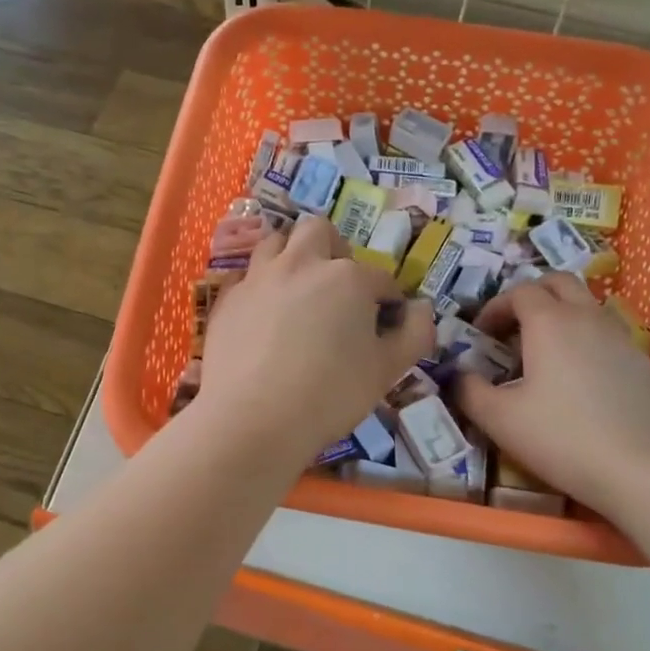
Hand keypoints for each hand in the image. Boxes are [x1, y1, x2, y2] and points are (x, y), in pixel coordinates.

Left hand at [190, 217, 434, 467]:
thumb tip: (421, 308)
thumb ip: (415, 334)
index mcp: (348, 278)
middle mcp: (302, 264)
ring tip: (298, 288)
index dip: (388, 299)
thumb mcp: (387, 371)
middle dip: (335, 250)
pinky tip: (263, 313)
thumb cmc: (330, 395)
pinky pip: (247, 276)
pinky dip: (261, 285)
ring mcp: (259, 277)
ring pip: (276, 241)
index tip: (387, 322)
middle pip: (320, 231)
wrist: (251, 419)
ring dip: (292, 255)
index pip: (380, 278)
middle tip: (339, 287)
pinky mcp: (228, 299)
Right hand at [454, 273, 649, 515]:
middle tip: (513, 327)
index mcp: (550, 322)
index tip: (481, 334)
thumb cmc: (564, 438)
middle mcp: (588, 317)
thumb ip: (469, 391)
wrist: (647, 471)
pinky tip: (579, 380)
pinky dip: (586, 340)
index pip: (519, 291)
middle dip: (531, 295)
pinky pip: (608, 334)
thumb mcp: (500, 420)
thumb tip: (458, 375)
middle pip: (559, 282)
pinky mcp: (643, 364)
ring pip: (587, 305)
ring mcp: (622, 338)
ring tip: (545, 353)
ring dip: (561, 315)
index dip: (495, 307)